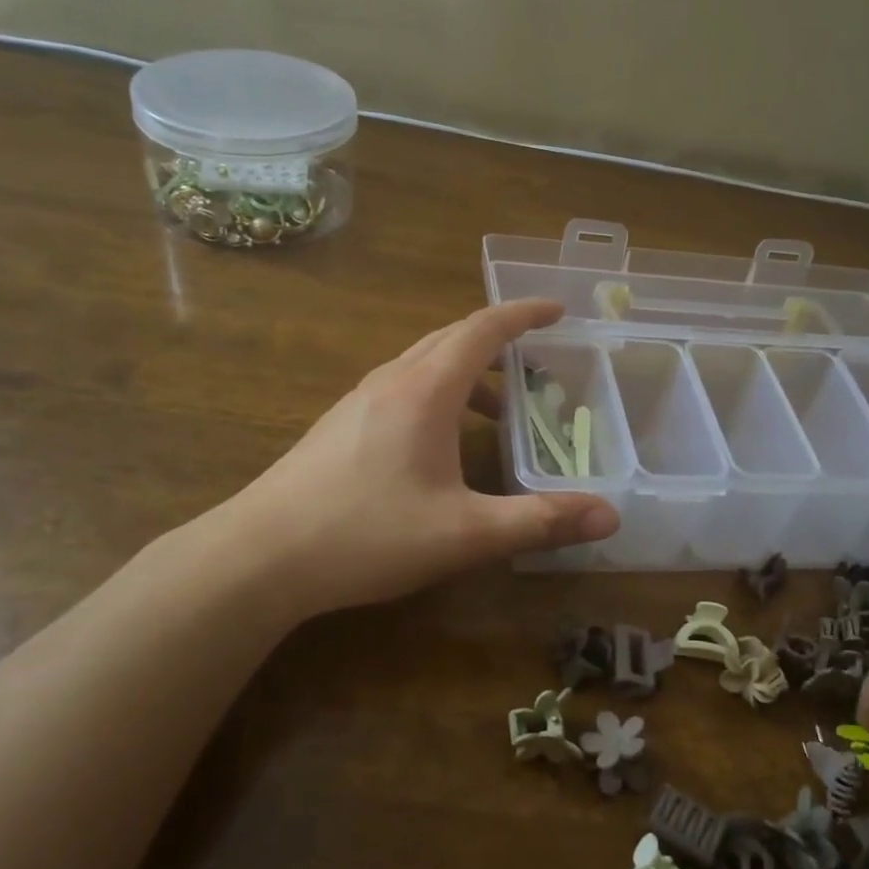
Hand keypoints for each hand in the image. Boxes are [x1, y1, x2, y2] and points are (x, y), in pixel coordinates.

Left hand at [190, 299, 618, 616]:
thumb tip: (610, 517)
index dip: (523, 314)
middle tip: (538, 359)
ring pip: (424, 363)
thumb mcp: (464, 534)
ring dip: (467, 372)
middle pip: (452, 338)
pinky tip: (442, 442)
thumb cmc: (366, 535)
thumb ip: (538, 521)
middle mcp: (391, 381)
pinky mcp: (340, 424)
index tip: (558, 310)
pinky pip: (402, 388)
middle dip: (499, 340)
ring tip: (499, 410)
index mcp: (425, 390)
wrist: (258, 557)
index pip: (482, 329)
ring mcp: (359, 400)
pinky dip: (438, 393)